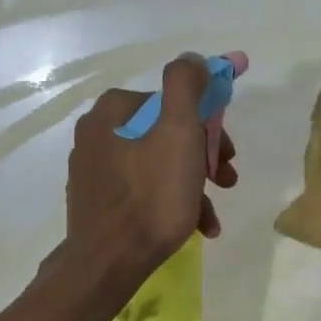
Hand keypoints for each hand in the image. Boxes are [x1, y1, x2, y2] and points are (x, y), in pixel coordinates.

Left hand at [64, 54, 238, 288]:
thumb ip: (186, 86)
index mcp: (113, 110)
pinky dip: (170, 203)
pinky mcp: (96, 201)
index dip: (208, 125)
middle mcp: (96, 133)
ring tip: (211, 214)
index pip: (173, 103)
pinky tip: (194, 226)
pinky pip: (142, 191)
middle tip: (225, 180)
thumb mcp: (179, 132)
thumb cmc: (152, 195)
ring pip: (157, 165)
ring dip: (192, 185)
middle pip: (165, 134)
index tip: (226, 153)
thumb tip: (192, 59)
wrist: (111, 262)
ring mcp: (93, 169)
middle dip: (202, 157)